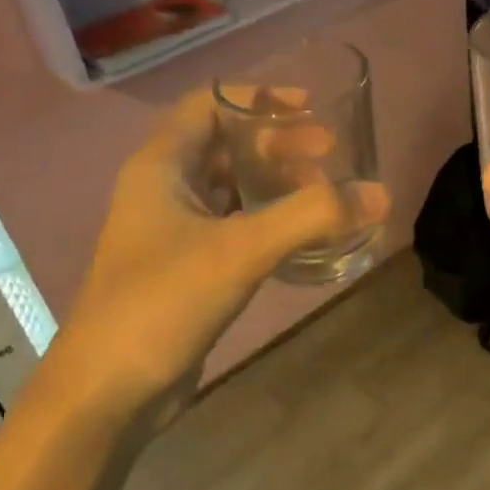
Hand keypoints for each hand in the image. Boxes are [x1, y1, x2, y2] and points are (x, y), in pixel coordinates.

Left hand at [45, 91, 389, 421]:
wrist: (108, 390)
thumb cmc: (162, 302)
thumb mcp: (240, 250)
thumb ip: (311, 216)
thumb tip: (380, 194)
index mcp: (161, 166)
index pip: (209, 106)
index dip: (258, 98)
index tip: (309, 107)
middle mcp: (163, 189)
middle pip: (225, 146)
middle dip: (278, 144)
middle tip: (330, 154)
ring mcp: (173, 232)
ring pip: (230, 188)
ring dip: (275, 183)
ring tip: (324, 191)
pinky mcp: (186, 268)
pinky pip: (233, 227)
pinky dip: (267, 221)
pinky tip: (302, 234)